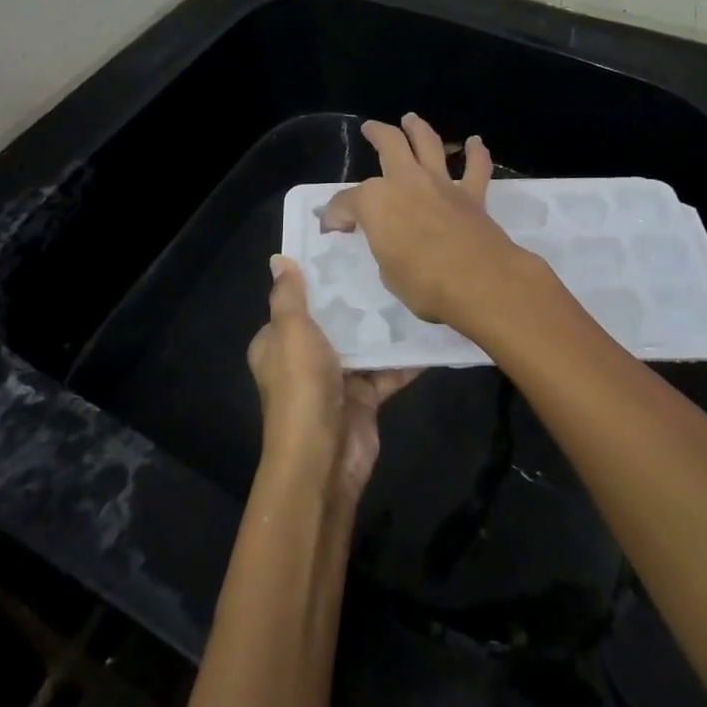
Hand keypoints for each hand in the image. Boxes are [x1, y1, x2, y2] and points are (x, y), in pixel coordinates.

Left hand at [248, 256, 418, 499]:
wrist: (324, 458)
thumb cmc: (301, 386)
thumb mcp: (290, 331)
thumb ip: (288, 295)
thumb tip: (278, 260)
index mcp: (277, 343)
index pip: (295, 303)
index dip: (315, 279)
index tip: (344, 248)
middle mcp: (304, 359)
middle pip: (332, 320)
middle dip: (356, 298)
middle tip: (387, 263)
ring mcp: (335, 380)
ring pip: (363, 344)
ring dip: (383, 326)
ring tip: (412, 290)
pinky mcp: (364, 399)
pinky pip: (387, 371)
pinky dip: (405, 358)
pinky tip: (429, 333)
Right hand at [319, 113, 551, 338]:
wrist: (479, 282)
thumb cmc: (423, 282)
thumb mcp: (387, 271)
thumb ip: (381, 247)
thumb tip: (380, 238)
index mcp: (375, 201)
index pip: (346, 203)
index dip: (335, 215)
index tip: (332, 227)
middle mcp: (406, 181)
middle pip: (389, 145)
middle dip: (377, 133)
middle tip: (370, 128)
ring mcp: (440, 184)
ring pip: (428, 144)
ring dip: (418, 128)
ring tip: (411, 119)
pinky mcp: (471, 195)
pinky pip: (476, 167)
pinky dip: (476, 153)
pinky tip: (475, 142)